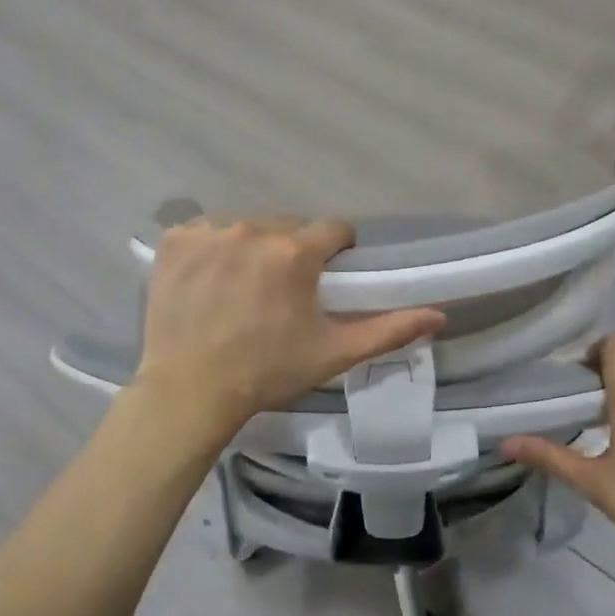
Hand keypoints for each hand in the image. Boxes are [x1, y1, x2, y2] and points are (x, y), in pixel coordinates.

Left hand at [133, 216, 445, 437]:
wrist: (190, 391)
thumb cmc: (266, 372)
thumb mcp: (333, 353)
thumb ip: (388, 329)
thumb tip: (439, 315)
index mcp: (295, 252)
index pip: (333, 228)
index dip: (337, 250)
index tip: (327, 275)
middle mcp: (253, 228)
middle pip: (289, 225)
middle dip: (294, 250)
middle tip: (283, 290)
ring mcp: (209, 231)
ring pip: (248, 225)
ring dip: (253, 247)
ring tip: (243, 287)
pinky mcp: (175, 239)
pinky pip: (207, 230)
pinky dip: (212, 248)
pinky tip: (209, 281)